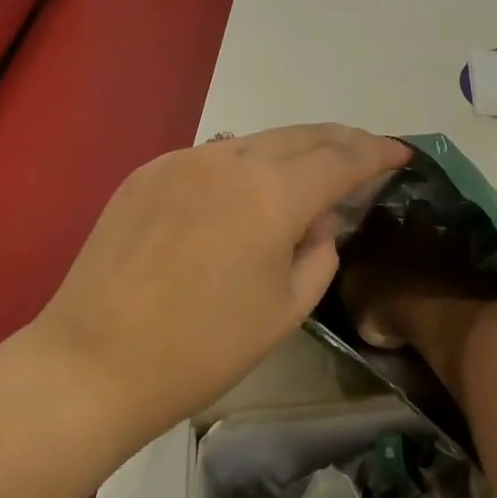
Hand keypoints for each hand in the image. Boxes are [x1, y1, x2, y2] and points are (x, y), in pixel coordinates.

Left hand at [35, 125, 409, 438]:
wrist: (95, 361)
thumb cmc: (202, 349)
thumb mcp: (285, 310)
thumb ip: (318, 254)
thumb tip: (317, 221)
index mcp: (271, 194)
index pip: (339, 158)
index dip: (376, 153)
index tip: (401, 153)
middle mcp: (228, 160)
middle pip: (299, 135)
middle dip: (340, 140)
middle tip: (366, 152)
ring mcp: (182, 160)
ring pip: (253, 141)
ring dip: (290, 151)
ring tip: (311, 169)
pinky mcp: (147, 172)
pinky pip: (210, 158)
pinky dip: (242, 166)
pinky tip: (244, 192)